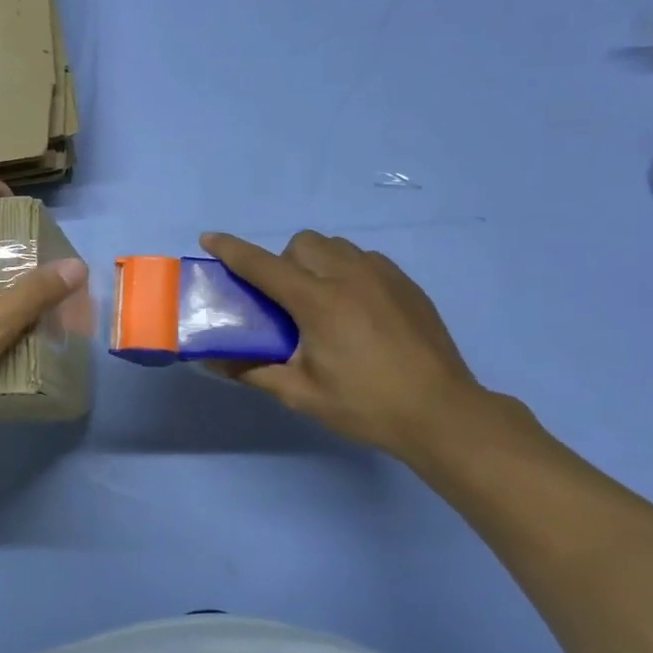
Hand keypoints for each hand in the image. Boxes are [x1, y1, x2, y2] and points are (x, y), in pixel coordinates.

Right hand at [202, 230, 489, 463]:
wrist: (443, 413)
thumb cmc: (366, 405)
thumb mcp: (301, 394)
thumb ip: (253, 372)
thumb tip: (213, 361)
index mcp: (318, 301)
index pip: (262, 265)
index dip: (231, 250)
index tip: (209, 239)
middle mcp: (349, 275)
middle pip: (302, 243)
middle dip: (284, 261)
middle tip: (286, 301)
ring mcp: (382, 275)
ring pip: (335, 245)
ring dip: (316, 262)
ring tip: (322, 302)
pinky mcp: (406, 283)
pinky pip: (364, 259)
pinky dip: (347, 271)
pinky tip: (356, 309)